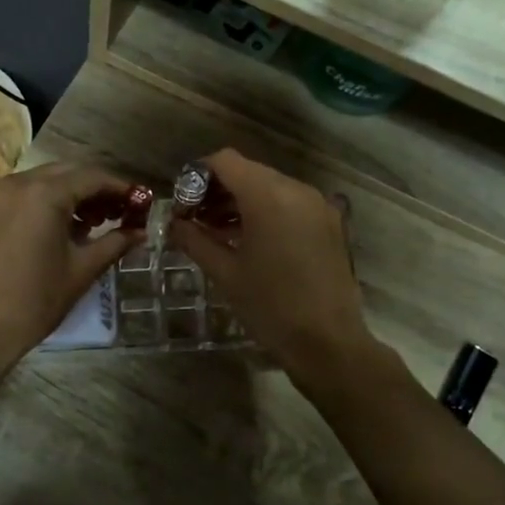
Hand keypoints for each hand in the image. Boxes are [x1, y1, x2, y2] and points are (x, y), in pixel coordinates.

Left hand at [0, 163, 141, 369]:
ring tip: (92, 225)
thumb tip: (141, 232)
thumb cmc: (35, 299)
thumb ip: (115, 243)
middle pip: (68, 172)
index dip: (120, 188)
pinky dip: (46, 202)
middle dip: (96, 189)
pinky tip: (60, 229)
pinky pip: (24, 194)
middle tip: (119, 214)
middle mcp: (19, 183)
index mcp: (45, 193)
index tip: (140, 203)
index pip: (93, 177)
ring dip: (71, 194)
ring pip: (44, 181)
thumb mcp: (82, 270)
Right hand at [167, 150, 378, 391]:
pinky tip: (250, 240)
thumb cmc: (270, 307)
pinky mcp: (329, 222)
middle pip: (248, 171)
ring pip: (270, 186)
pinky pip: (290, 203)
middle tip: (195, 219)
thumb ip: (195, 240)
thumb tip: (175, 224)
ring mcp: (317, 205)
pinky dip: (266, 211)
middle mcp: (296, 189)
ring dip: (241, 201)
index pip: (225, 161)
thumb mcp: (225, 273)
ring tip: (218, 232)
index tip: (183, 202)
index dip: (198, 175)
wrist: (329, 343)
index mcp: (268, 196)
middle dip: (218, 189)